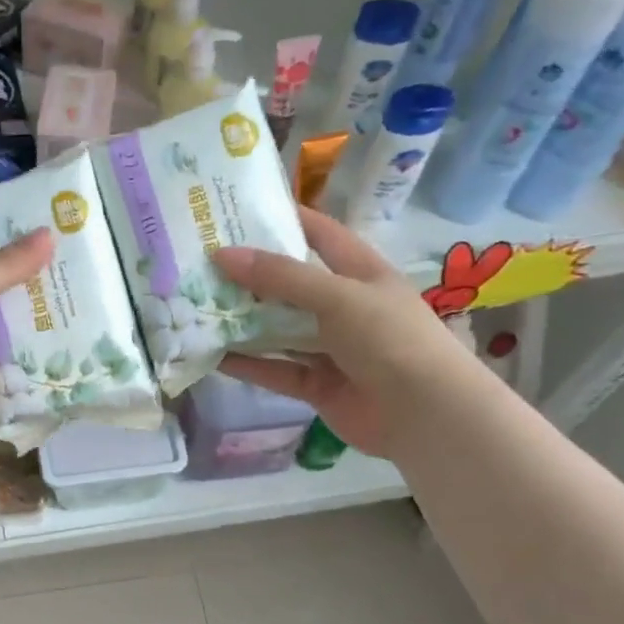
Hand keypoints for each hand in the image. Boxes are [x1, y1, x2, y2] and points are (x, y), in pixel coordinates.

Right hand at [211, 207, 472, 456]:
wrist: (424, 413)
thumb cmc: (389, 338)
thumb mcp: (337, 296)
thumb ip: (281, 277)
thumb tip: (222, 255)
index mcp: (360, 272)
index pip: (320, 234)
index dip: (285, 219)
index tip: (238, 210)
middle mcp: (344, 306)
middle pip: (291, 284)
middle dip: (250, 275)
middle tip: (202, 263)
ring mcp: (330, 349)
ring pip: (279, 330)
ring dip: (244, 321)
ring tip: (198, 307)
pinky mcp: (317, 386)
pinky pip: (276, 369)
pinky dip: (249, 364)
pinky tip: (214, 355)